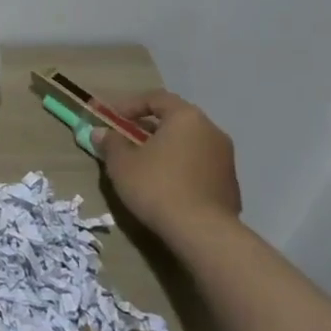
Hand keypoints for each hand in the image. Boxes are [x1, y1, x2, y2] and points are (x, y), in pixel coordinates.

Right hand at [94, 88, 241, 235]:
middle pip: (174, 120)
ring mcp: (225, 158)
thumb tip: (101, 132)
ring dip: (165, 149)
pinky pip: (199, 165)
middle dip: (147, 128)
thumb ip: (110, 143)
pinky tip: (165, 186)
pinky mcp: (230, 183)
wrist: (202, 232)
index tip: (111, 118)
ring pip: (188, 143)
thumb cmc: (157, 187)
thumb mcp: (122, 163)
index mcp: (186, 118)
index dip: (129, 105)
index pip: (156, 98)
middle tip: (126, 141)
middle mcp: (211, 131)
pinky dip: (180, 167)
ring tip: (143, 166)